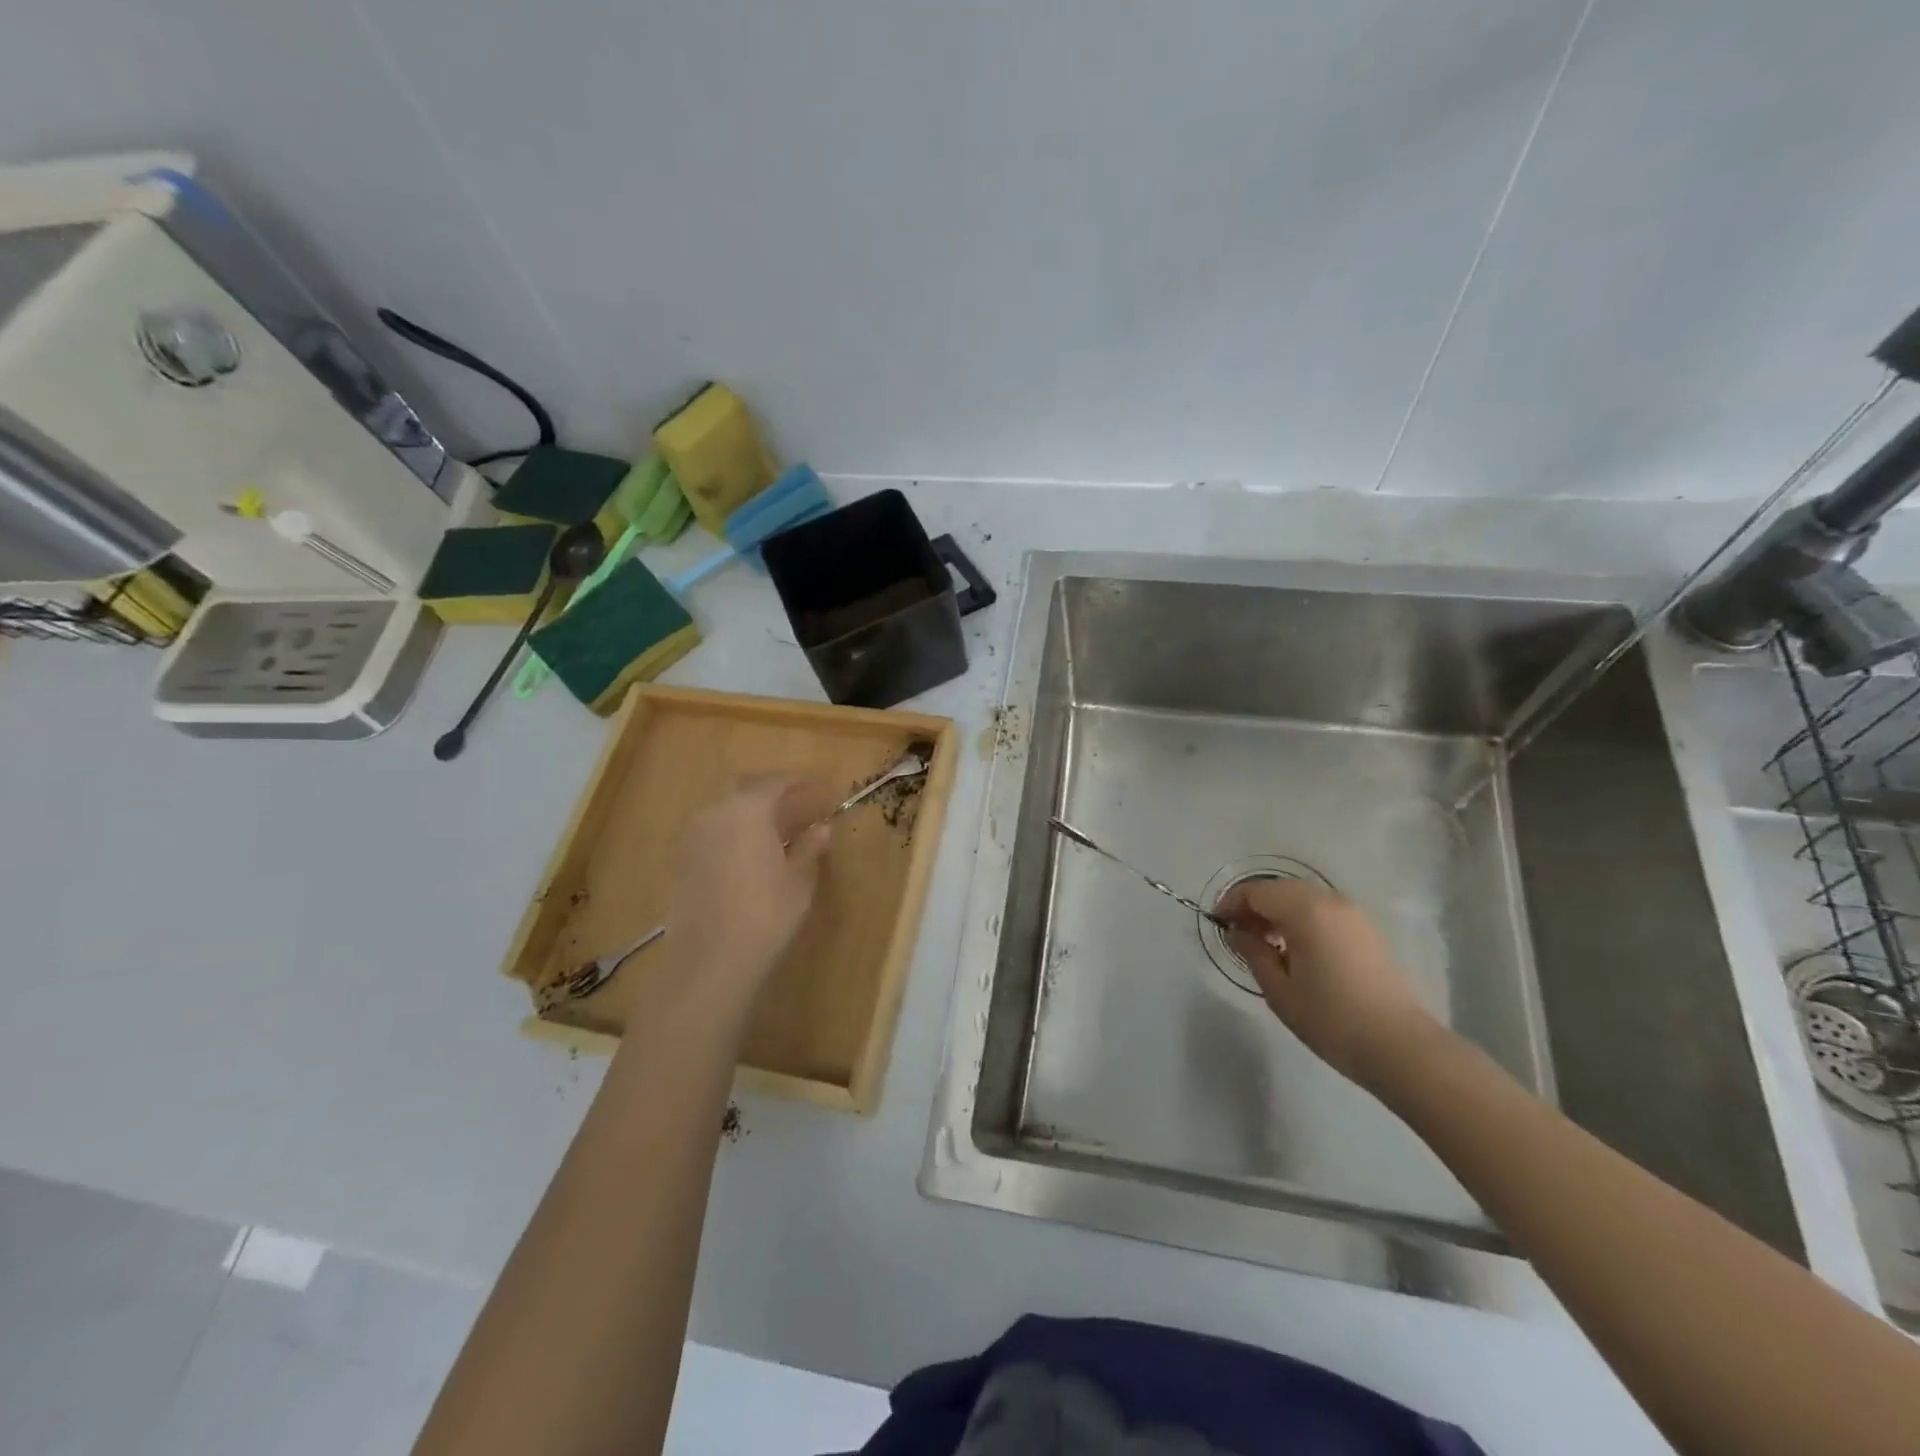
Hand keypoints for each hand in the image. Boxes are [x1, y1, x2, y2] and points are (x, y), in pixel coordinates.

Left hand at [666, 775, 832, 991]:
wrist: (710, 960)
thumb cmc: (766, 914)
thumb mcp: (799, 880)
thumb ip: (809, 847)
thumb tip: (821, 828)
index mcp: (747, 809)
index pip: (777, 782)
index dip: (802, 782)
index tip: (823, 787)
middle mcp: (714, 813)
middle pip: (744, 788)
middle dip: (771, 791)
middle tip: (798, 803)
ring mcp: (691, 837)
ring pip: (723, 810)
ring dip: (749, 813)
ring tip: (775, 830)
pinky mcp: (678, 861)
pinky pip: (710, 832)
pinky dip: (731, 833)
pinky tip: (749, 853)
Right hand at [1216, 877, 1441, 1090]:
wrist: (1400, 1047)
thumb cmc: (1331, 1018)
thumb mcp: (1279, 989)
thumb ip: (1253, 952)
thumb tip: (1238, 932)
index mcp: (1304, 909)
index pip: (1256, 892)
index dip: (1232, 905)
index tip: (1219, 926)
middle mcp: (1329, 900)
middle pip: (1279, 890)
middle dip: (1254, 907)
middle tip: (1239, 936)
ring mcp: (1353, 914)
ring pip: (1302, 899)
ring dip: (1278, 914)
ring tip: (1266, 946)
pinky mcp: (1367, 930)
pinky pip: (1323, 912)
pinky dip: (1302, 921)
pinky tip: (1296, 951)